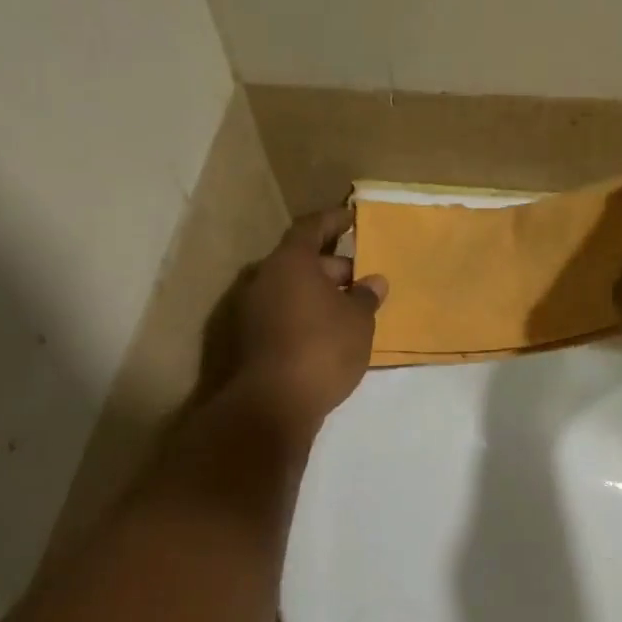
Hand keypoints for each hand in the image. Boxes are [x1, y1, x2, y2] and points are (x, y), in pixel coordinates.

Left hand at [211, 206, 386, 430]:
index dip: (333, 221)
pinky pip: (282, 314)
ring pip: (290, 290)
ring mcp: (251, 310)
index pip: (311, 228)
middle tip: (360, 280)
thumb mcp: (358, 321)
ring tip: (349, 310)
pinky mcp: (249, 339)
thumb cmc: (323, 348)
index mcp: (290, 262)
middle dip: (332, 267)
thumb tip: (373, 282)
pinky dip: (304, 316)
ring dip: (318, 294)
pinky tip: (328, 334)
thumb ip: (366, 297)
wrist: (274, 403)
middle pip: (300, 261)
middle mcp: (264, 278)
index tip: (352, 219)